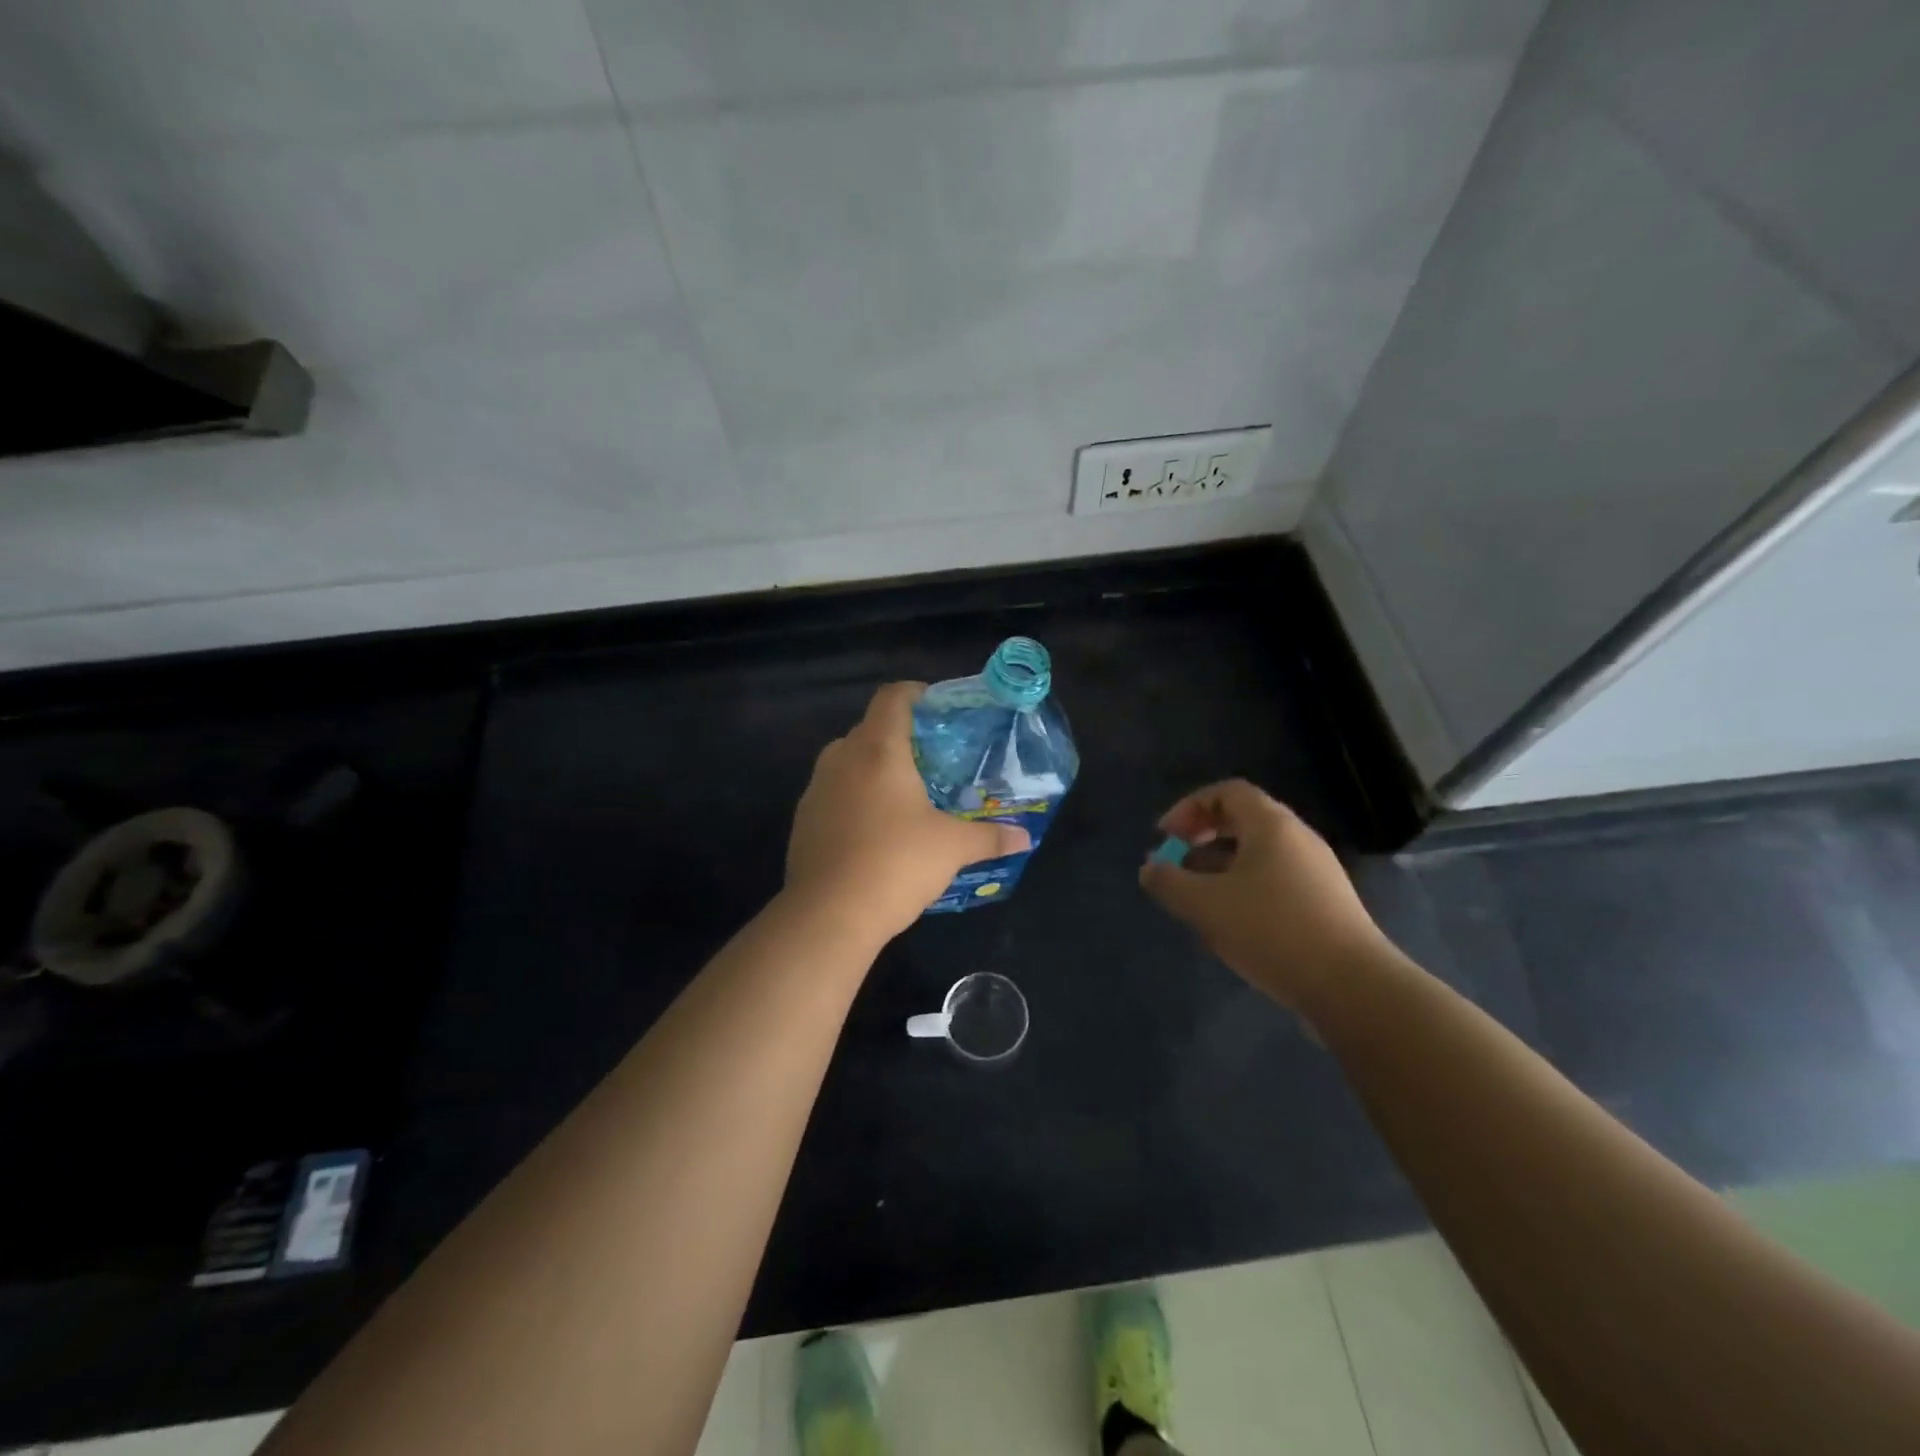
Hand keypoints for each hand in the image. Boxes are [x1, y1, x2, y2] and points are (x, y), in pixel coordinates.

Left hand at [786, 682, 1030, 943]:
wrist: (829, 914)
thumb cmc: (896, 863)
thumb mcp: (952, 848)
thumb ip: (990, 837)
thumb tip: (1024, 838)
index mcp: (878, 750)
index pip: (892, 697)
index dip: (915, 693)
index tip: (936, 706)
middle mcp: (841, 758)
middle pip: (869, 729)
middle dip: (898, 737)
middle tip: (930, 759)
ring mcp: (816, 789)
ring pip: (847, 762)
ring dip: (873, 769)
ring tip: (904, 795)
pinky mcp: (803, 820)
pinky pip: (833, 793)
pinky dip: (854, 798)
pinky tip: (874, 830)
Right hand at [1138, 779, 1390, 1014]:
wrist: (1352, 986)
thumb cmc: (1271, 930)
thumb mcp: (1205, 904)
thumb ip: (1169, 882)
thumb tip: (1150, 868)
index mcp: (1271, 825)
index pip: (1227, 792)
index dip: (1189, 807)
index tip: (1165, 837)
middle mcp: (1298, 838)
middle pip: (1243, 820)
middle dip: (1202, 837)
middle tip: (1176, 863)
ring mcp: (1316, 871)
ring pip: (1258, 854)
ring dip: (1220, 866)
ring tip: (1197, 898)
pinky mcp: (1325, 903)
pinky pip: (1275, 880)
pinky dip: (1244, 888)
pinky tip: (1231, 923)